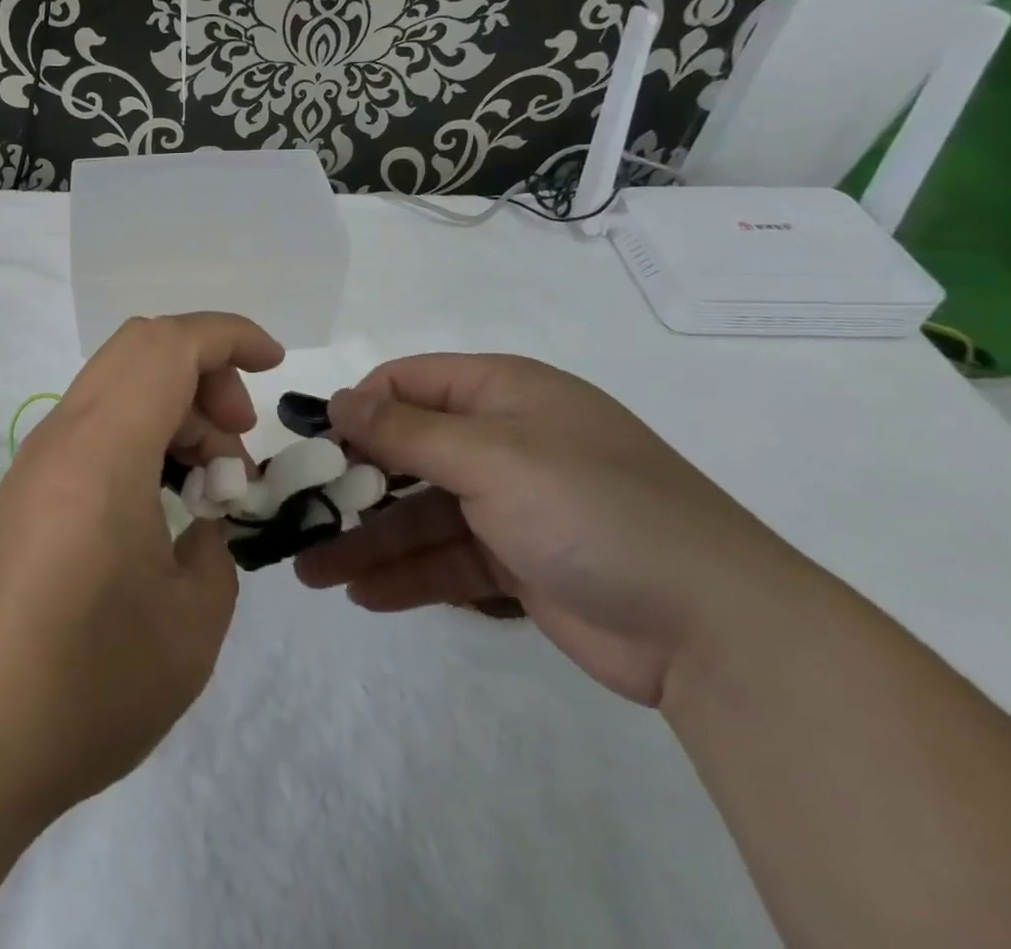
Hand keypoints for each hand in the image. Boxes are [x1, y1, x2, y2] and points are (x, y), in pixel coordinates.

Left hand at [0, 313, 283, 824]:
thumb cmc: (91, 686)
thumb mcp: (194, 621)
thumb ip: (218, 546)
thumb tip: (204, 520)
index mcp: (102, 452)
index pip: (169, 346)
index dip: (230, 337)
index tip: (275, 366)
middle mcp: (62, 437)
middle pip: (140, 347)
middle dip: (205, 371)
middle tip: (235, 443)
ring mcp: (37, 460)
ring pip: (117, 382)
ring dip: (174, 406)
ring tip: (207, 484)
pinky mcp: (27, 489)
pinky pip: (94, 423)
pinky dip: (141, 432)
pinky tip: (162, 501)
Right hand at [295, 354, 807, 706]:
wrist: (715, 628)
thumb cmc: (591, 508)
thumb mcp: (491, 457)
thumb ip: (406, 431)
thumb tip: (337, 401)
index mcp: (503, 394)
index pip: (409, 383)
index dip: (359, 408)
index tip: (314, 446)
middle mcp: (503, 440)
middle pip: (407, 452)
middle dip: (352, 484)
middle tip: (295, 513)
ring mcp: (511, 504)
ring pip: (420, 514)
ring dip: (368, 540)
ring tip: (311, 571)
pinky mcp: (519, 562)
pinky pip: (447, 560)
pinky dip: (408, 576)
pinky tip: (363, 596)